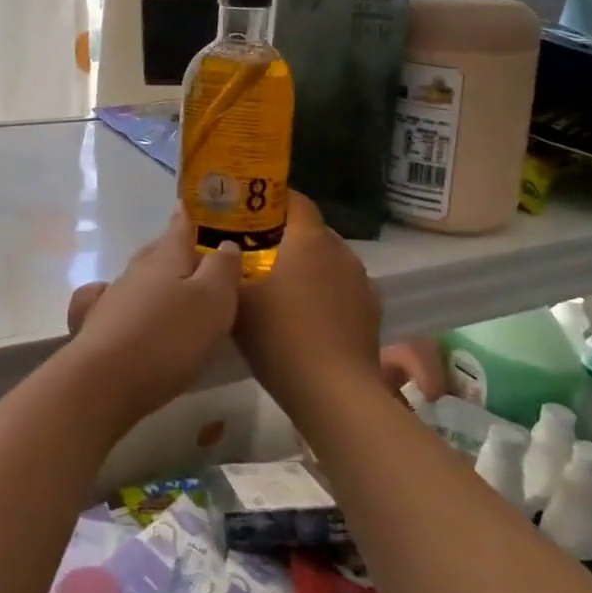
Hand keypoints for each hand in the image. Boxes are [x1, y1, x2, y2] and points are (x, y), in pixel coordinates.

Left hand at [62, 206, 241, 428]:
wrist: (106, 379)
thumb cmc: (169, 338)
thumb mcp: (213, 301)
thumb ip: (222, 269)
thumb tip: (225, 244)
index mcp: (167, 258)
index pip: (181, 226)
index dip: (190, 215)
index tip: (194, 204)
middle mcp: (137, 270)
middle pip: (158, 251)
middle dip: (174, 247)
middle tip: (193, 251)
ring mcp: (112, 297)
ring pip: (137, 277)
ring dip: (153, 277)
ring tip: (171, 286)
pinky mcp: (95, 325)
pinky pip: (108, 301)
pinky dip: (120, 300)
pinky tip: (121, 307)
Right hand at [234, 193, 382, 420]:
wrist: (334, 392)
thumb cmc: (280, 335)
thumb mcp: (237, 300)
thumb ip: (225, 269)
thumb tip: (220, 252)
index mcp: (309, 238)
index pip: (295, 200)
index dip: (271, 201)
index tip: (248, 212)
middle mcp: (340, 250)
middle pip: (311, 231)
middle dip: (286, 238)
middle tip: (256, 254)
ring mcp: (361, 281)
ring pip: (328, 261)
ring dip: (308, 267)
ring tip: (282, 289)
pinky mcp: (371, 311)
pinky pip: (342, 289)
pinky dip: (326, 294)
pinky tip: (308, 319)